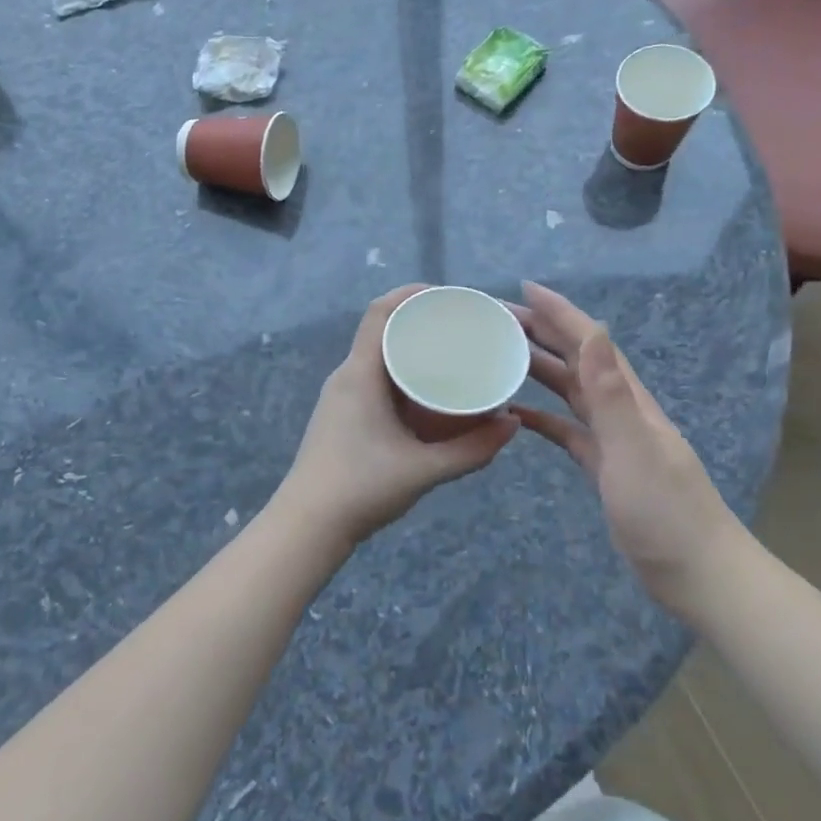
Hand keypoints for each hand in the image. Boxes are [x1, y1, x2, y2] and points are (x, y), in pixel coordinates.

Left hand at [278, 286, 519, 549]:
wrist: (307, 526)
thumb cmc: (360, 488)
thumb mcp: (423, 469)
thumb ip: (472, 449)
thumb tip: (514, 424)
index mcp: (360, 373)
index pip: (380, 312)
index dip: (412, 294)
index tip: (450, 296)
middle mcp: (348, 376)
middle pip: (384, 330)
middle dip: (422, 322)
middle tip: (463, 327)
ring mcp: (343, 396)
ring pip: (381, 357)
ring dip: (413, 351)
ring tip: (454, 356)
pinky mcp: (345, 416)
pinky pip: (378, 380)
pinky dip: (405, 376)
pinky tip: (430, 394)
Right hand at [511, 282, 734, 609]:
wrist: (699, 575)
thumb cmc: (666, 513)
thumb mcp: (633, 449)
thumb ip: (610, 393)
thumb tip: (594, 329)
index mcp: (629, 399)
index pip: (590, 343)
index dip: (560, 313)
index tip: (526, 289)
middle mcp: (621, 410)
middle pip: (577, 360)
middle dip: (543, 333)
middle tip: (500, 318)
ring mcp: (614, 439)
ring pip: (571, 392)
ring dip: (540, 369)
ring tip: (502, 354)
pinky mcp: (605, 467)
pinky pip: (567, 431)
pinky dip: (543, 417)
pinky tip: (519, 413)